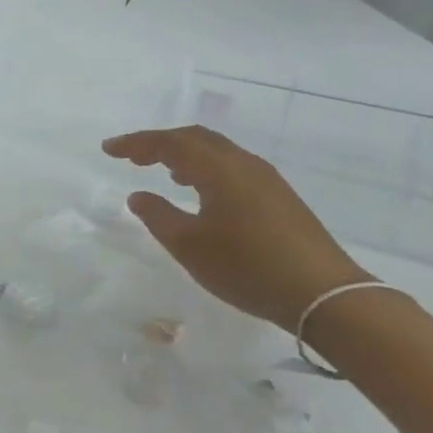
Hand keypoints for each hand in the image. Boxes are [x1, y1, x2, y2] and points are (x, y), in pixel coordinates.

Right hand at [102, 127, 370, 330]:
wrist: (323, 294)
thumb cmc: (247, 267)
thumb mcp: (189, 246)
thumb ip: (158, 216)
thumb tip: (138, 195)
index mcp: (218, 169)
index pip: (169, 142)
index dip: (136, 143)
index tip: (108, 149)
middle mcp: (243, 163)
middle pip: (195, 138)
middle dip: (159, 143)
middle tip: (132, 156)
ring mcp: (266, 178)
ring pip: (216, 151)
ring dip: (185, 155)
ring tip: (163, 172)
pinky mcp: (279, 196)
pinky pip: (232, 166)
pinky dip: (206, 168)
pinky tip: (201, 192)